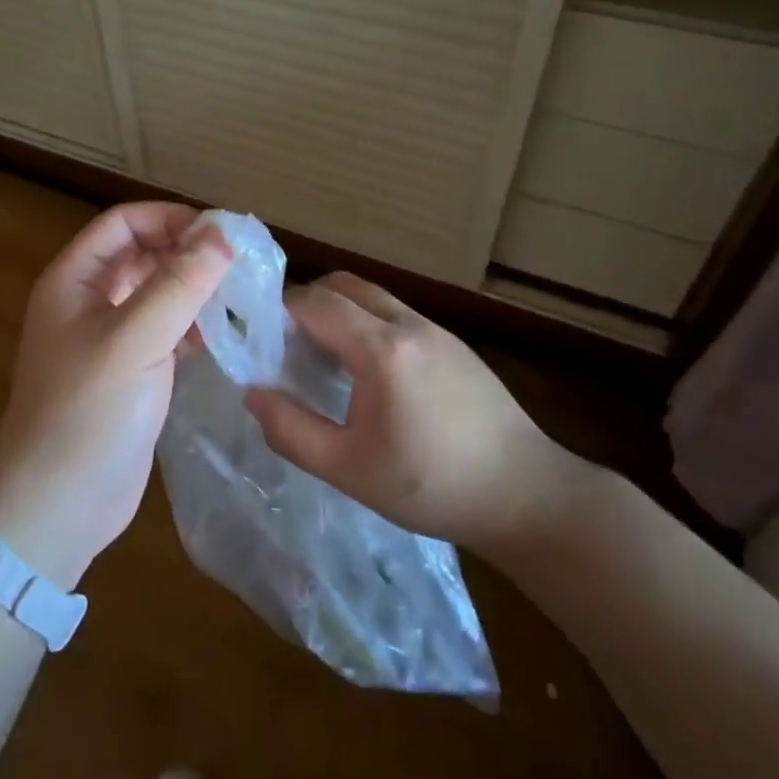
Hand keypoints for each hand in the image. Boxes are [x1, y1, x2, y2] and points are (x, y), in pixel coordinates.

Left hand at [0, 203, 231, 588]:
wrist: (58, 505)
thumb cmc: (87, 412)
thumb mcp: (134, 339)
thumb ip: (179, 283)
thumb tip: (223, 233)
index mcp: (75, 279)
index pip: (125, 223)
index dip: (171, 218)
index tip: (222, 233)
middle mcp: (90, 301)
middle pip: (144, 255)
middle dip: (190, 252)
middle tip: (245, 263)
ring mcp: (111, 339)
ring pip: (159, 294)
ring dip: (197, 289)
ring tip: (246, 295)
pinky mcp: (131, 373)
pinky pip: (167, 332)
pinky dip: (195, 326)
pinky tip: (228, 334)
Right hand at [244, 272, 582, 550]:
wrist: (526, 494)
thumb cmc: (432, 486)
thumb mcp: (348, 469)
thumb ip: (291, 430)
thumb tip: (252, 394)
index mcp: (381, 349)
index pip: (314, 302)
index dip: (279, 312)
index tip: (261, 341)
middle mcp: (409, 324)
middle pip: (343, 284)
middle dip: (307, 302)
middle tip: (288, 345)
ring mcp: (437, 330)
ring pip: (373, 296)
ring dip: (339, 312)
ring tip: (324, 359)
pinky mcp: (455, 344)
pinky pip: (397, 314)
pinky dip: (368, 324)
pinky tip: (369, 374)